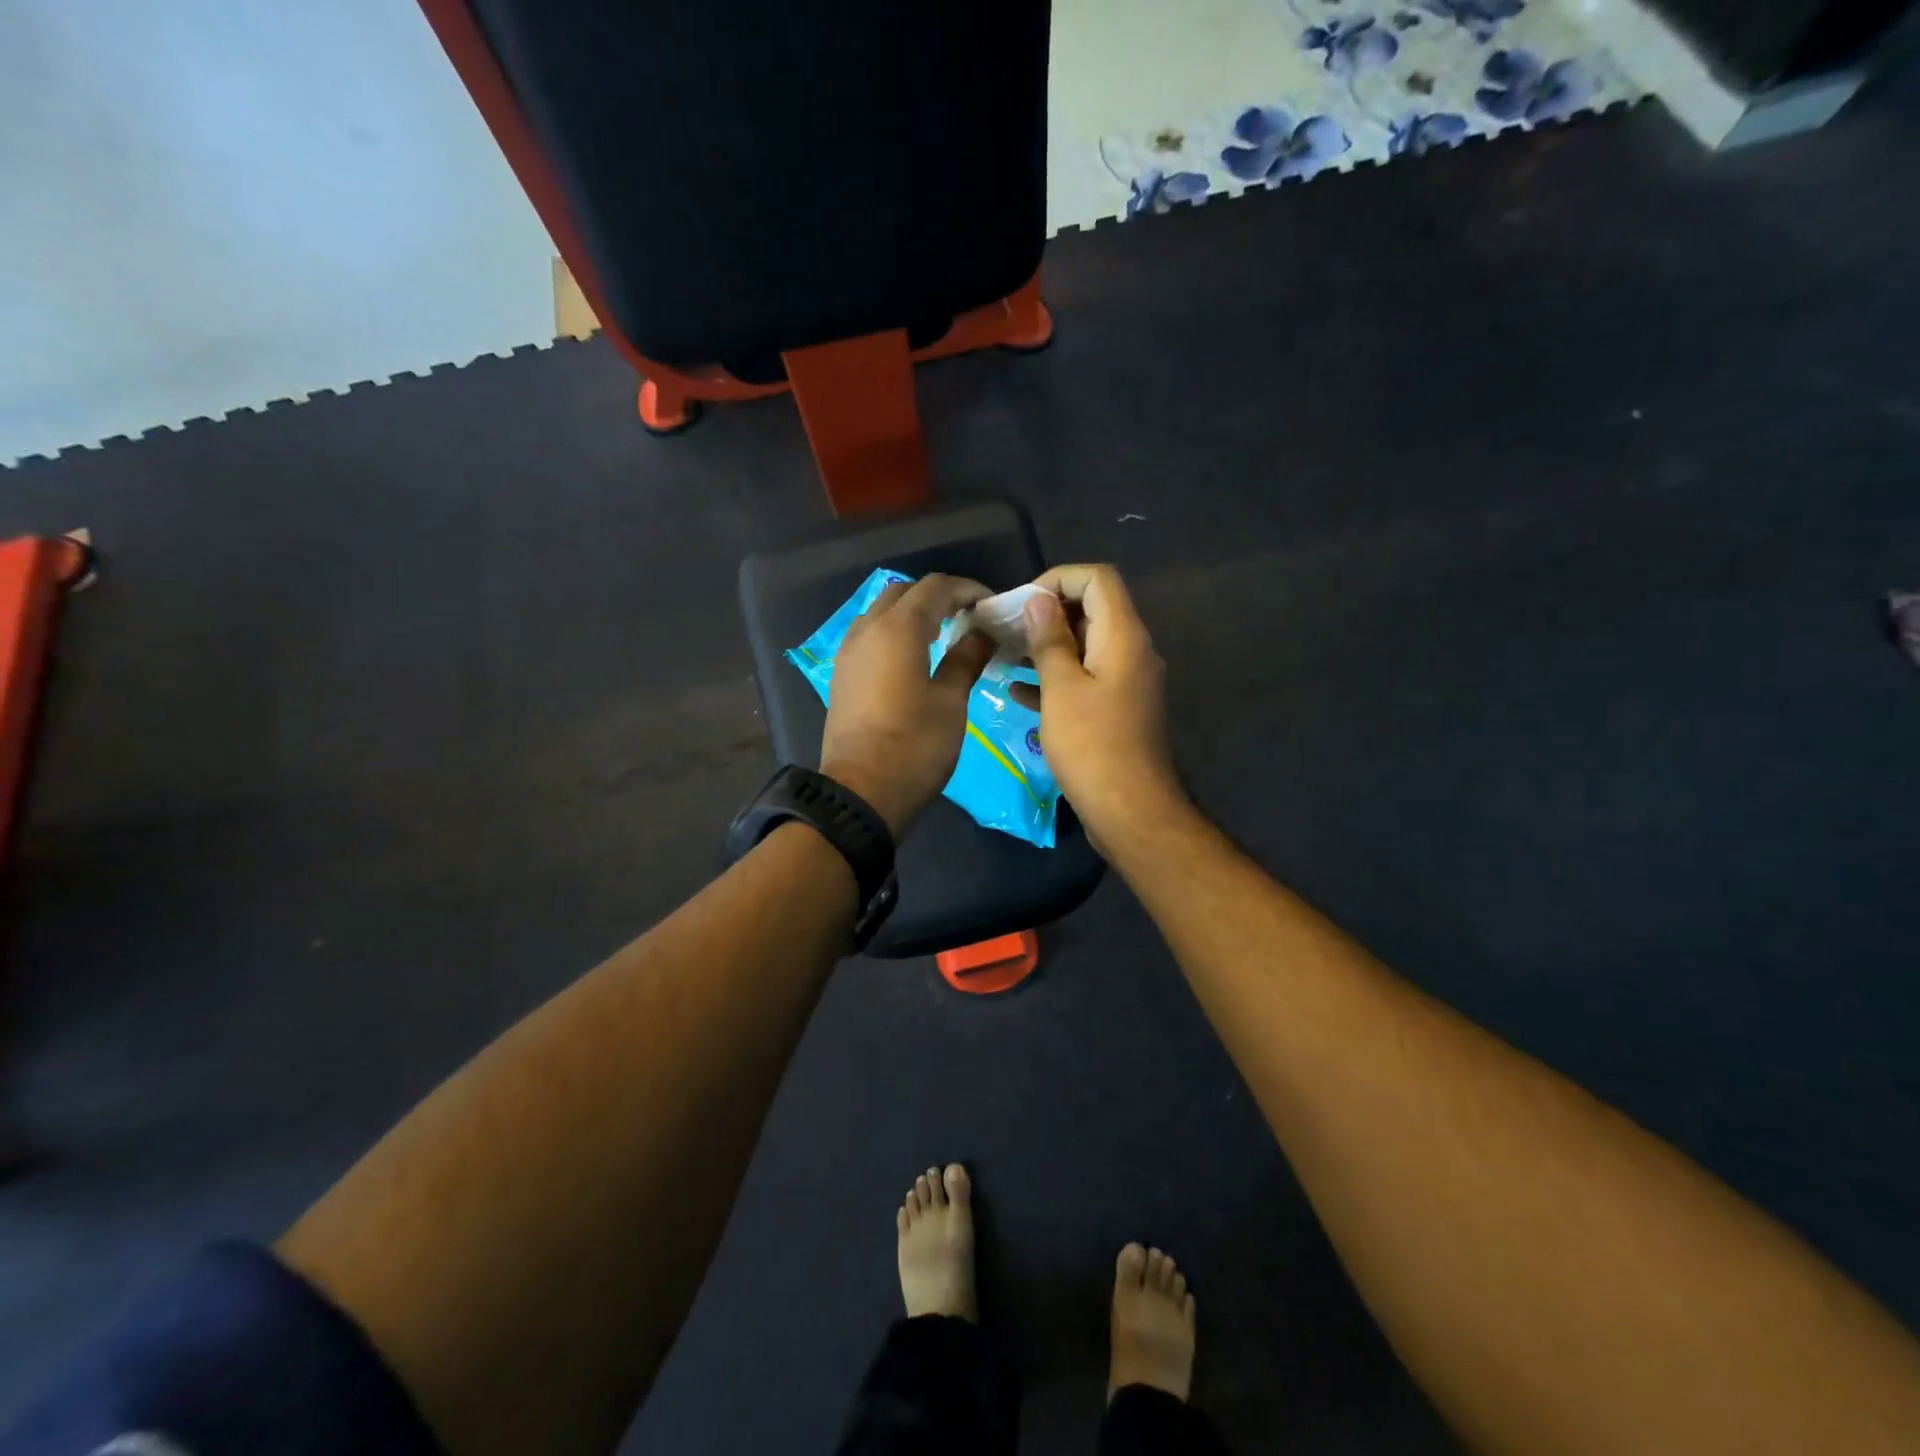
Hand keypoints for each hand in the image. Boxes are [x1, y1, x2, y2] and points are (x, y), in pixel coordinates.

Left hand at [821, 574, 994, 837]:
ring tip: (944, 633)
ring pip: (882, 610)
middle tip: (969, 617)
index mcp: (898, 629)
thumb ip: (966, 659)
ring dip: (913, 612)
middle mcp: (868, 629)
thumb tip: (984, 633)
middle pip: (905, 592)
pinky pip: (869, 633)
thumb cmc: (914, 746)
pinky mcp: (842, 673)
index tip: (991, 606)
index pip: (935, 587)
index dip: (967, 589)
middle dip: (938, 596)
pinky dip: (894, 631)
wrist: (861, 790)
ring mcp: (849, 650)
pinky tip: (913, 655)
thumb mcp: (950, 702)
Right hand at [1021, 564, 1183, 843]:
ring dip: (1047, 646)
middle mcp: (1132, 651)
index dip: (1059, 578)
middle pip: (1092, 610)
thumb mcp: (1061, 688)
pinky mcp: (1117, 710)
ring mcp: (1126, 682)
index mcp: (1123, 637)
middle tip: (1006, 629)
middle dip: (1047, 613)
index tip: (1023, 603)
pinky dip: (1055, 678)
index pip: (1097, 579)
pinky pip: (1085, 679)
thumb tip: (1039, 601)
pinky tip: (1018, 692)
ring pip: (1085, 647)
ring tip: (1005, 655)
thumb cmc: (1092, 746)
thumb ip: (1050, 640)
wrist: (1129, 811)